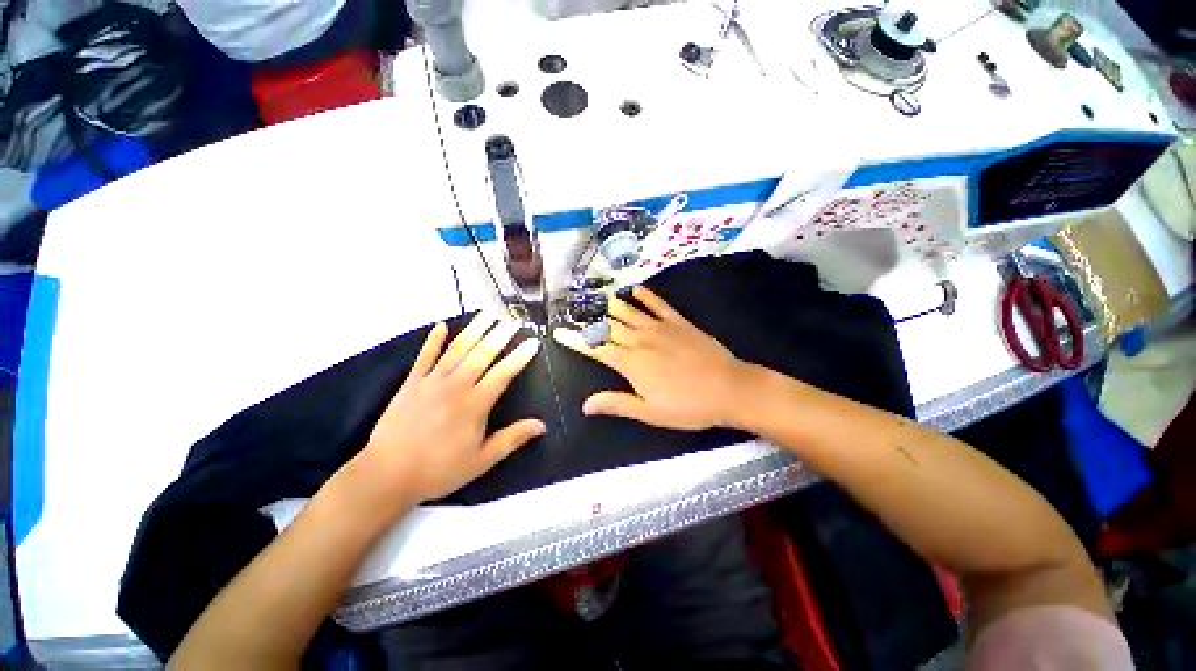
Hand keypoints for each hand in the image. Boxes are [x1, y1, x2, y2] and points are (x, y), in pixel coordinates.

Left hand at [355, 313, 545, 506]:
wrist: (386, 475)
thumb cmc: (439, 470)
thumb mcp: (481, 460)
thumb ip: (512, 439)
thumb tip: (541, 425)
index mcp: (474, 404)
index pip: (503, 373)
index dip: (520, 356)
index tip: (533, 342)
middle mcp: (455, 386)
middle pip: (482, 354)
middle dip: (501, 335)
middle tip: (514, 320)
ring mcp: (431, 381)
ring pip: (457, 348)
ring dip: (475, 329)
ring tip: (489, 314)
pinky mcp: (412, 382)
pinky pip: (425, 356)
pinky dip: (433, 340)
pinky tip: (441, 326)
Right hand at [554, 287, 753, 430]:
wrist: (729, 388)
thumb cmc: (689, 406)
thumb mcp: (650, 412)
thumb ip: (617, 404)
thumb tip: (585, 405)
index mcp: (631, 364)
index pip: (596, 349)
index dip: (576, 341)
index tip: (559, 332)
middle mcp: (641, 341)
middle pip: (610, 327)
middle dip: (590, 320)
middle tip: (574, 311)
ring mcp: (661, 328)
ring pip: (630, 313)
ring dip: (612, 306)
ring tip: (598, 298)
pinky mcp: (679, 323)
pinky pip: (659, 305)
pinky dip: (646, 296)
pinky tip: (635, 290)